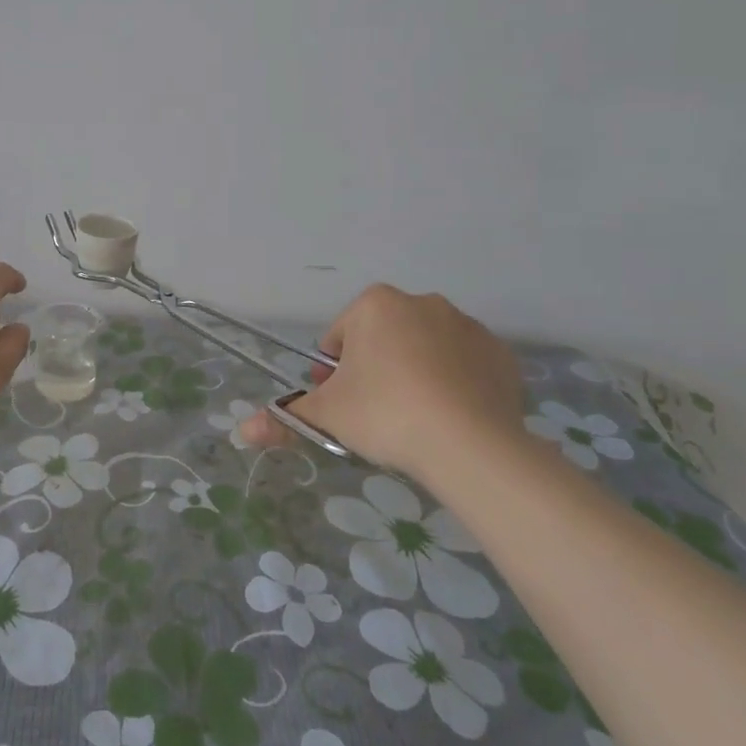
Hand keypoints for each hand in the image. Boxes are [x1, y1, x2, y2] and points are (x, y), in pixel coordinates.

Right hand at [240, 285, 523, 480]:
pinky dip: (455, 384)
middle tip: (374, 413)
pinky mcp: (500, 355)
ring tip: (414, 419)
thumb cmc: (385, 413)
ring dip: (415, 373)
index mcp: (375, 304)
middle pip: (384, 338)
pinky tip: (451, 417)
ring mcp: (467, 326)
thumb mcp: (327, 415)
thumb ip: (285, 418)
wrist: (470, 443)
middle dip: (375, 369)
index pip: (340, 336)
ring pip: (425, 349)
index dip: (334, 373)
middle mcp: (422, 302)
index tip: (340, 403)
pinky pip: (465, 366)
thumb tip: (244, 430)